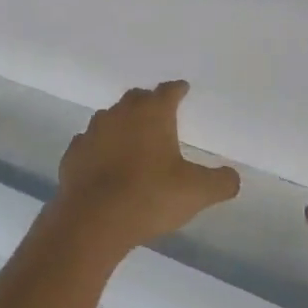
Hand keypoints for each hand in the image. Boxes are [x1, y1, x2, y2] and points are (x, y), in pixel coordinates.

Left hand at [54, 81, 240, 256]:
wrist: (92, 219)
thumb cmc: (149, 196)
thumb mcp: (196, 192)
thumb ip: (219, 182)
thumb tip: (233, 176)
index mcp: (152, 113)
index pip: (168, 91)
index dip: (177, 89)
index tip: (183, 89)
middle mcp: (121, 113)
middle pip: (136, 98)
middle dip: (148, 102)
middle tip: (158, 112)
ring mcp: (93, 131)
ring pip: (110, 118)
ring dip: (122, 124)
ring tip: (132, 139)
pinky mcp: (74, 153)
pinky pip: (89, 143)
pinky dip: (99, 148)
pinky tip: (104, 162)